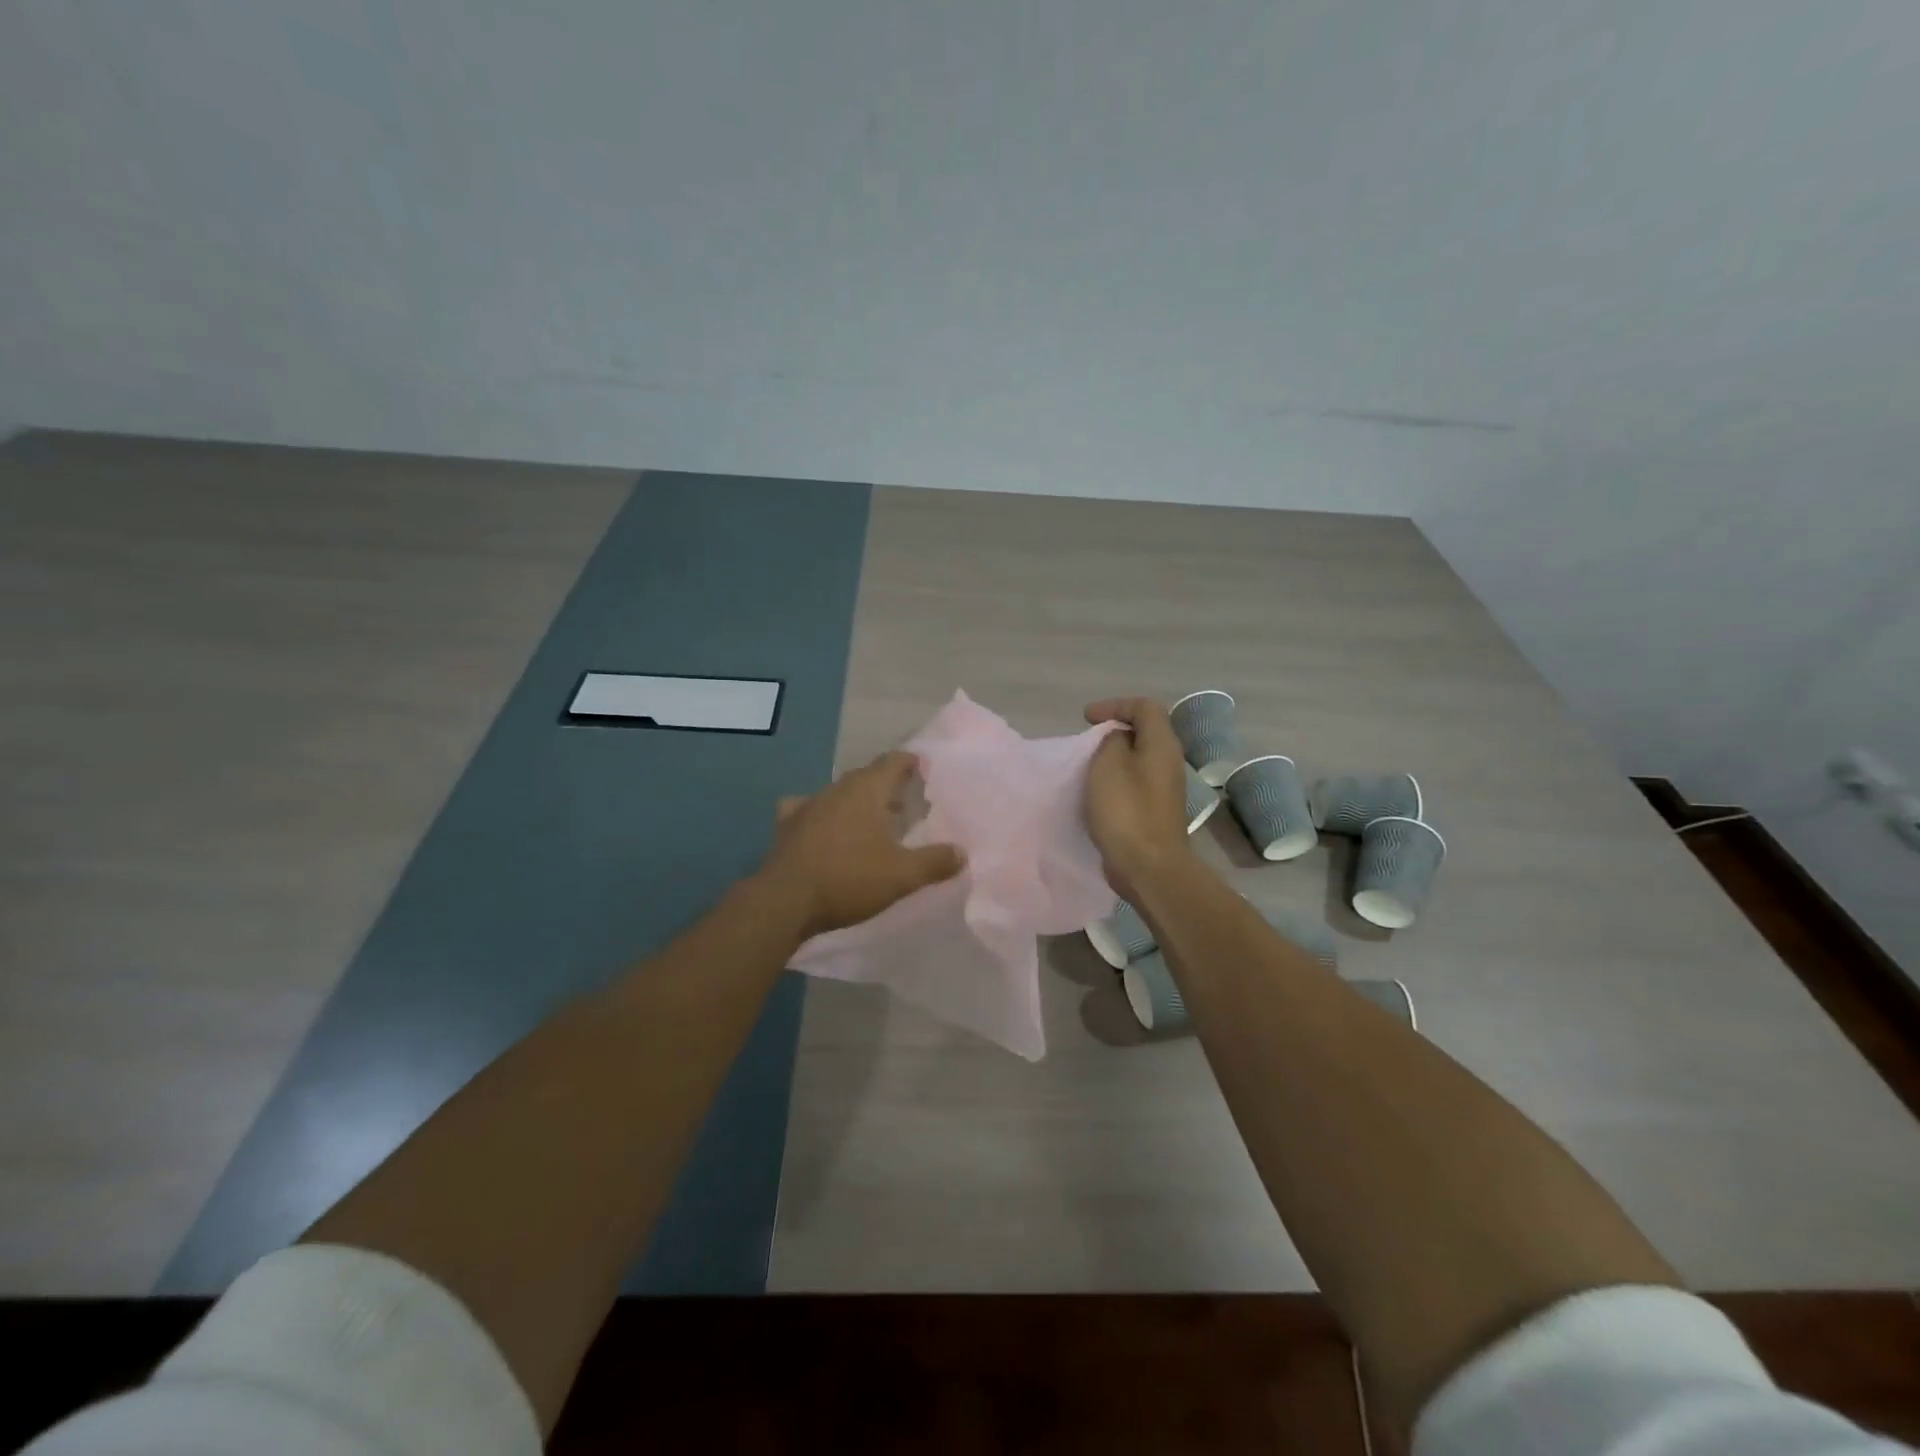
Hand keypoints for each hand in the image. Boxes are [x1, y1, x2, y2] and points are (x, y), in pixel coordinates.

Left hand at [760, 751, 964, 939]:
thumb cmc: (849, 879)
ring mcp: (808, 805)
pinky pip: (810, 809)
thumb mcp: (902, 875)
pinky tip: (822, 826)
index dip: (909, 762)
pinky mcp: (788, 826)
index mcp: (866, 790)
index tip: (922, 768)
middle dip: (886, 784)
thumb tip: (962, 853)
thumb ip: (935, 862)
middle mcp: (836, 789)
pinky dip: (823, 814)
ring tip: (872, 818)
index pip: (892, 762)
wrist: (786, 901)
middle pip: (866, 776)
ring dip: (857, 801)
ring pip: (839, 793)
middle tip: (905, 799)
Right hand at [1083, 697, 1193, 900]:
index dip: (1115, 705)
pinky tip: (1098, 793)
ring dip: (1114, 757)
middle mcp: (1169, 762)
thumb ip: (1112, 740)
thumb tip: (1118, 738)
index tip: (1086, 718)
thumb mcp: (1109, 764)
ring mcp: (1165, 788)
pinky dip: (1116, 780)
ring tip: (1088, 766)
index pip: (1145, 706)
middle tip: (1087, 741)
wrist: (1148, 866)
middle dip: (1114, 730)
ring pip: (1139, 759)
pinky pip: (1135, 782)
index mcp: (1162, 744)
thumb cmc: (1126, 810)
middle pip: (1145, 731)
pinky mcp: (1156, 810)